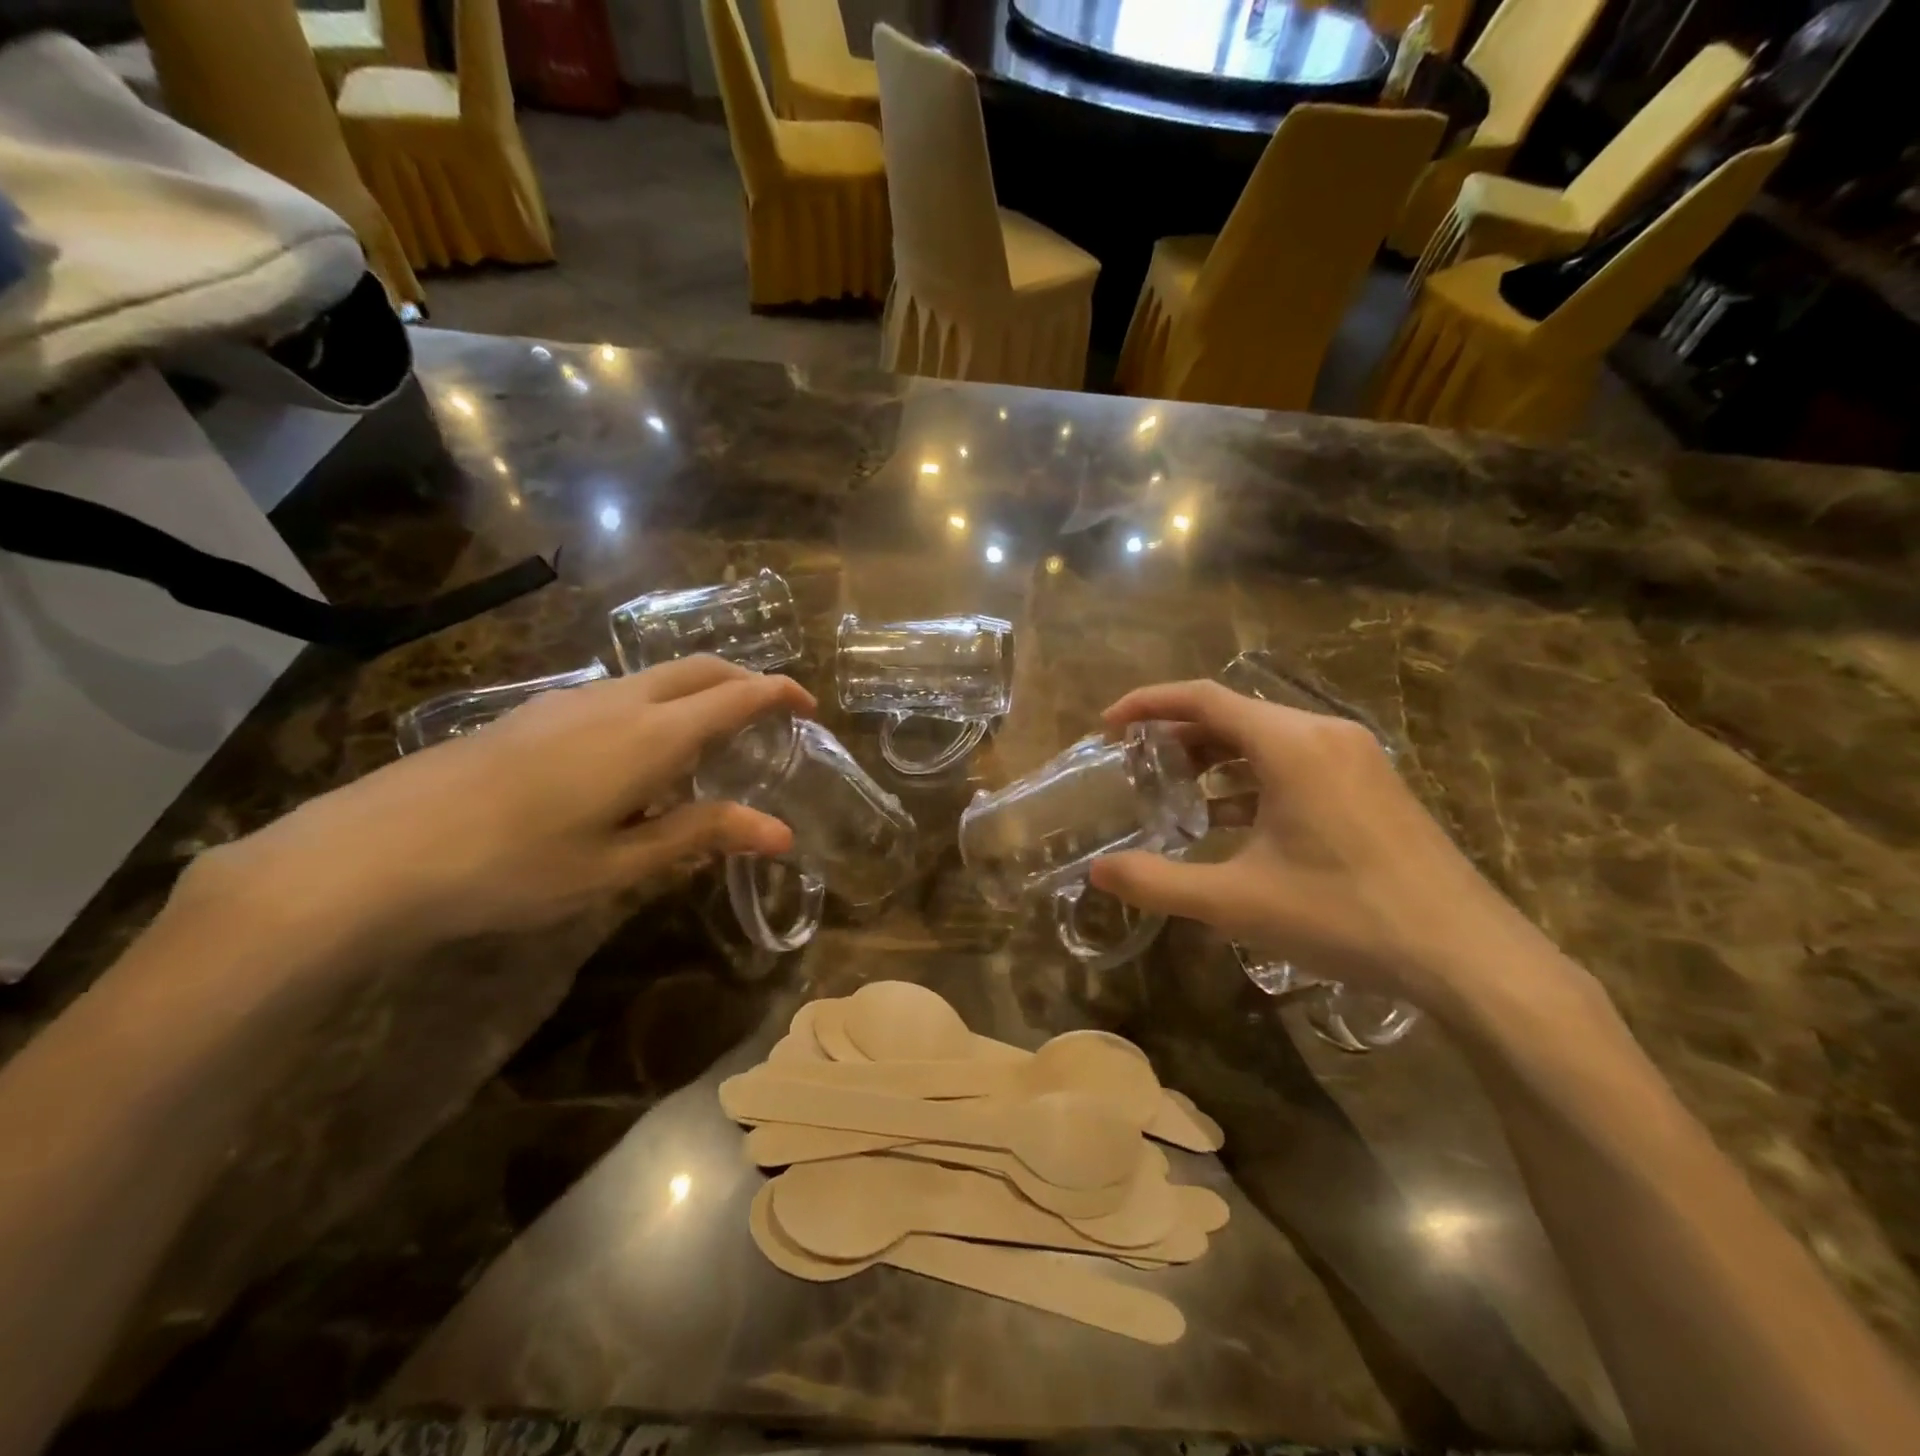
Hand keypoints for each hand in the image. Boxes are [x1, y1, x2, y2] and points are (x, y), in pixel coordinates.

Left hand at [184, 657, 812, 951]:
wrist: (375, 851)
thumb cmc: (513, 867)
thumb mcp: (619, 863)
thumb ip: (701, 834)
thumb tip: (781, 832)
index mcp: (651, 736)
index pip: (736, 696)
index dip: (780, 693)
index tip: (810, 706)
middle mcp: (618, 702)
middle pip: (700, 669)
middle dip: (746, 680)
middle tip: (773, 714)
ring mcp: (571, 701)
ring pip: (657, 676)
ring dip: (700, 690)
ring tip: (714, 737)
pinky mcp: (535, 712)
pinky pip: (620, 691)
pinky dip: (658, 702)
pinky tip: (639, 751)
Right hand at [1088, 681, 1555, 1013]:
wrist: (1468, 957)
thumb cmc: (1344, 916)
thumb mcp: (1237, 902)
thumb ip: (1158, 882)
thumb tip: (1097, 872)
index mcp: (1290, 744)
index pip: (1203, 698)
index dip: (1147, 704)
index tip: (1109, 727)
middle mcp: (1324, 735)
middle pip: (1233, 716)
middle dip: (1178, 737)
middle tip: (1136, 768)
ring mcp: (1356, 759)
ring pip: (1266, 740)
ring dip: (1215, 760)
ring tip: (1175, 795)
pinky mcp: (1373, 786)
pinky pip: (1296, 764)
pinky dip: (1253, 780)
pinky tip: (1232, 822)